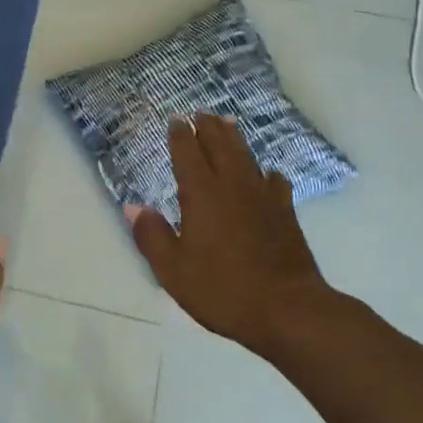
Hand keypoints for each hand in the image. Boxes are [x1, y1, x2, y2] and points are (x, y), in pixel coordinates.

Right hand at [128, 114, 329, 355]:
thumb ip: (152, 236)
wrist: (288, 309)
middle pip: (220, 145)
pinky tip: (266, 174)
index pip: (188, 153)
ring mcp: (263, 196)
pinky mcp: (286, 212)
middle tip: (201, 113)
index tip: (175, 121)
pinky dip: (266, 172)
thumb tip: (134, 207)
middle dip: (208, 127)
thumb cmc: (224, 290)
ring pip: (246, 156)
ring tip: (228, 124)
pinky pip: (274, 180)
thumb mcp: (174, 270)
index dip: (180, 135)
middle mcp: (232, 185)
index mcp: (202, 193)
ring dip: (234, 138)